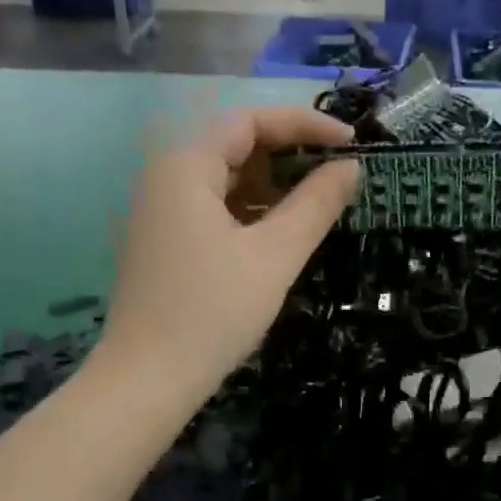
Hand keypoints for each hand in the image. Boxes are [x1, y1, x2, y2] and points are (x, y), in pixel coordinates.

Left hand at [98, 108, 359, 403]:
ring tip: (317, 208)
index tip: (351, 143)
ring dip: (271, 187)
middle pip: (234, 146)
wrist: (148, 379)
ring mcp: (160, 212)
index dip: (305, 124)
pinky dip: (249, 213)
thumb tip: (351, 167)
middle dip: (289, 156)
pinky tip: (279, 236)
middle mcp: (165, 177)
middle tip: (337, 178)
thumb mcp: (274, 256)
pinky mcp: (163, 244)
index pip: (251, 120)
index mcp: (186, 166)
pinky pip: (212, 210)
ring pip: (224, 181)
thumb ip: (316, 205)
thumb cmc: (213, 312)